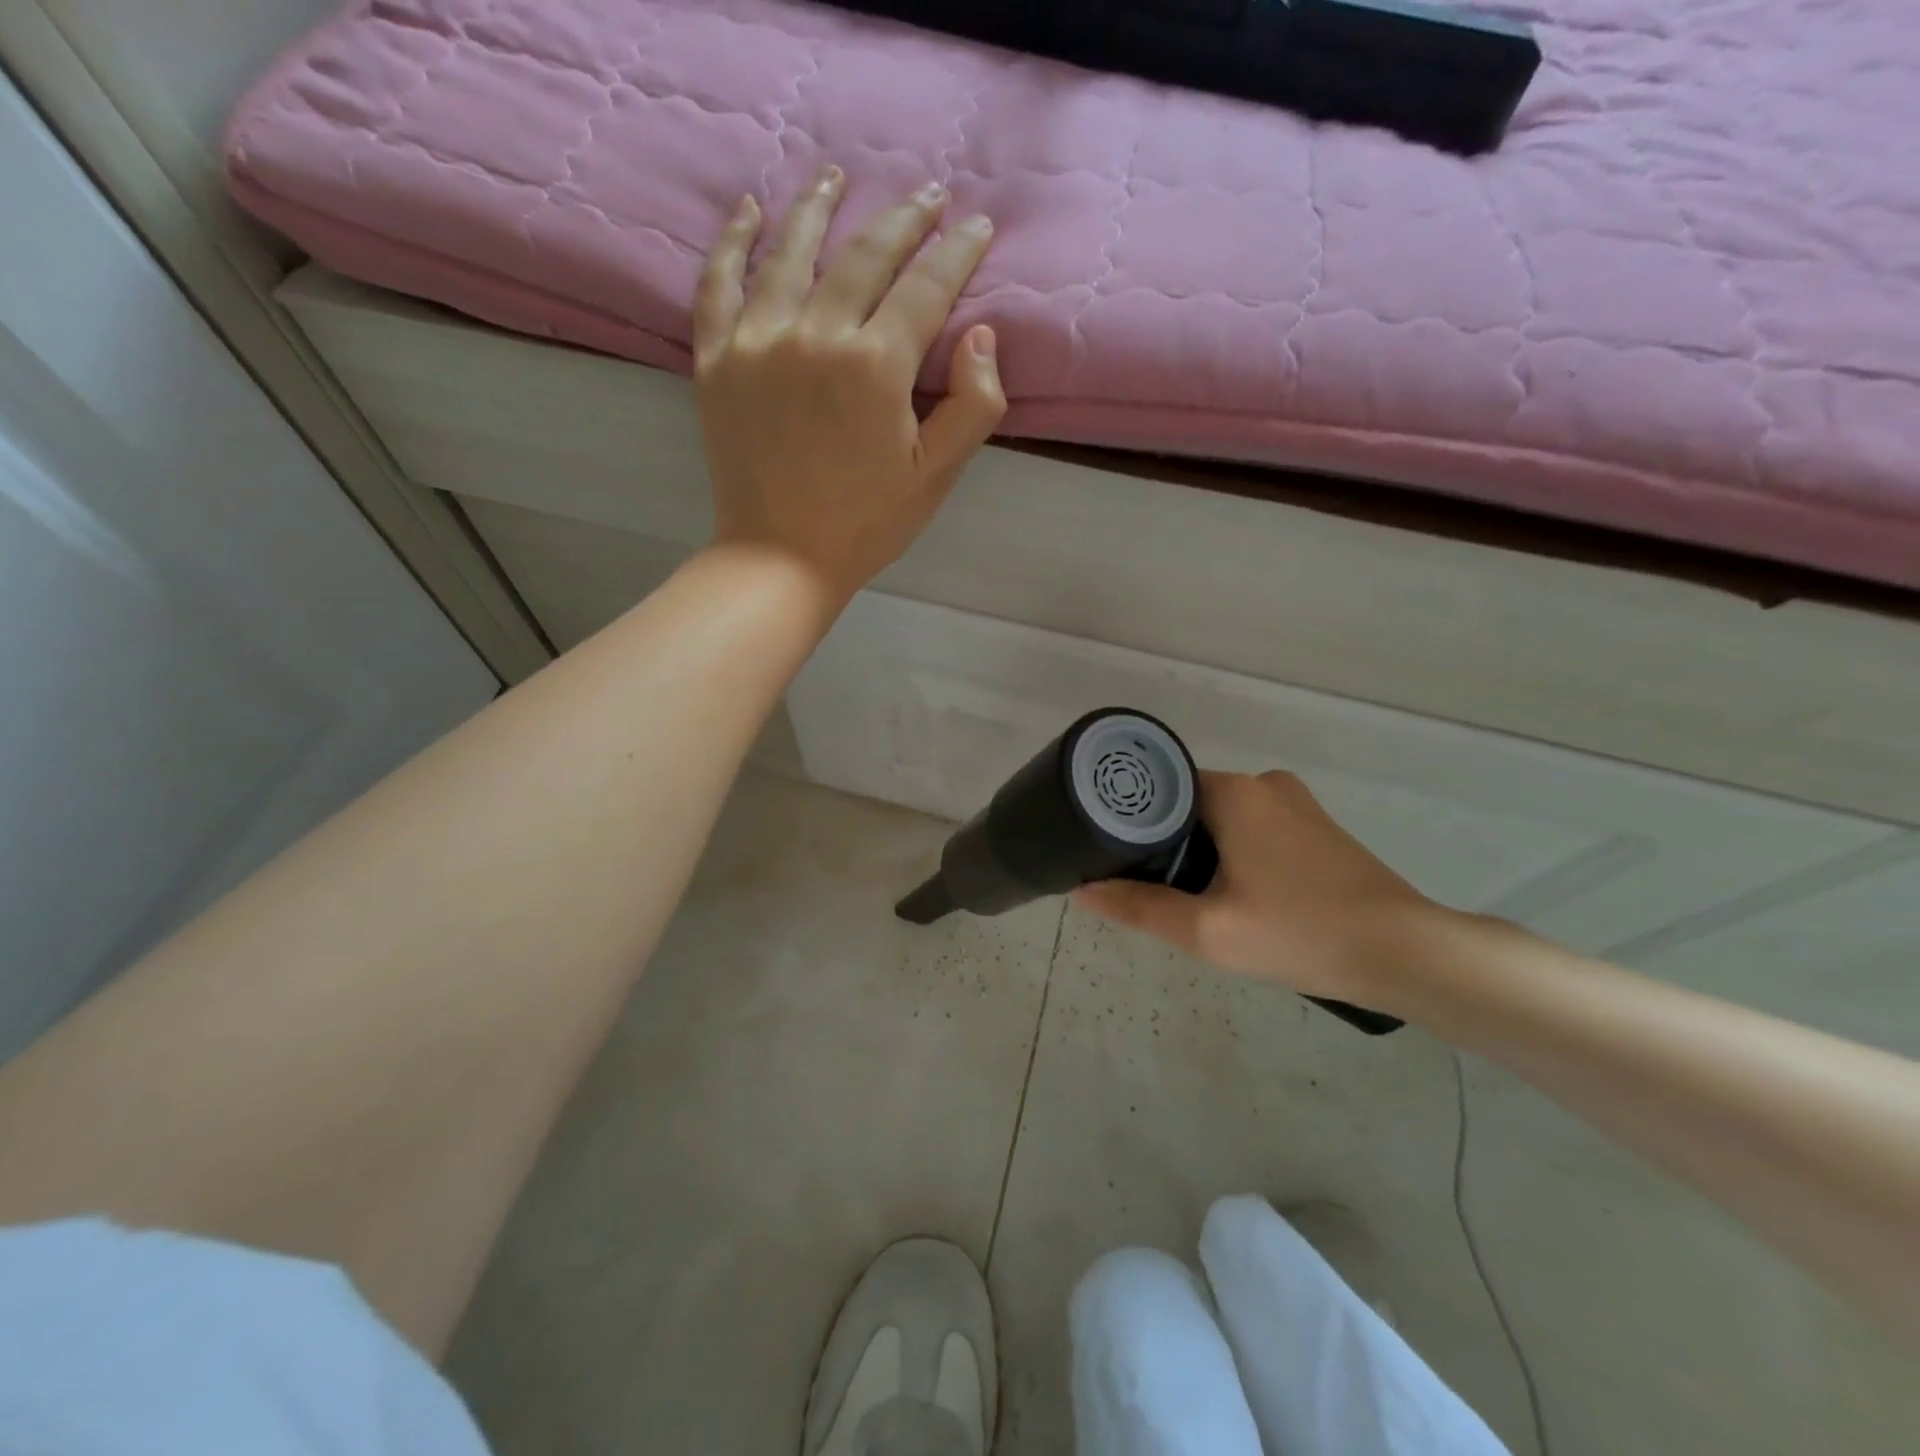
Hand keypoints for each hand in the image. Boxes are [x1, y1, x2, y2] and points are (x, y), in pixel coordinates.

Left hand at [692, 167, 1005, 606]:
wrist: (781, 558)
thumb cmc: (867, 524)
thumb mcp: (937, 476)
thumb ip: (974, 405)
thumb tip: (981, 334)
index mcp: (876, 366)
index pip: (926, 286)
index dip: (957, 251)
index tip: (977, 225)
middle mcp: (815, 334)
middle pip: (865, 254)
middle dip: (905, 218)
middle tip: (929, 195)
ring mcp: (757, 341)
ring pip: (790, 249)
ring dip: (819, 205)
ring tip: (836, 176)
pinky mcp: (715, 359)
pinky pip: (718, 282)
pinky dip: (733, 240)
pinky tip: (749, 210)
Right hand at [1075, 770, 1442, 1007]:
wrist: (1405, 953)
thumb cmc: (1300, 932)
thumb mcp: (1207, 930)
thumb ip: (1140, 907)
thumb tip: (1083, 891)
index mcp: (1234, 792)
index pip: (1159, 789)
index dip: (1131, 822)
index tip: (1114, 856)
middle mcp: (1264, 783)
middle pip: (1189, 803)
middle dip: (1166, 843)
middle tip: (1150, 888)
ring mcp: (1296, 803)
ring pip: (1223, 818)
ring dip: (1202, 850)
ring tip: (1190, 897)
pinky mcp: (1317, 826)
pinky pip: (1254, 828)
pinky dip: (1234, 852)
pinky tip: (1238, 895)